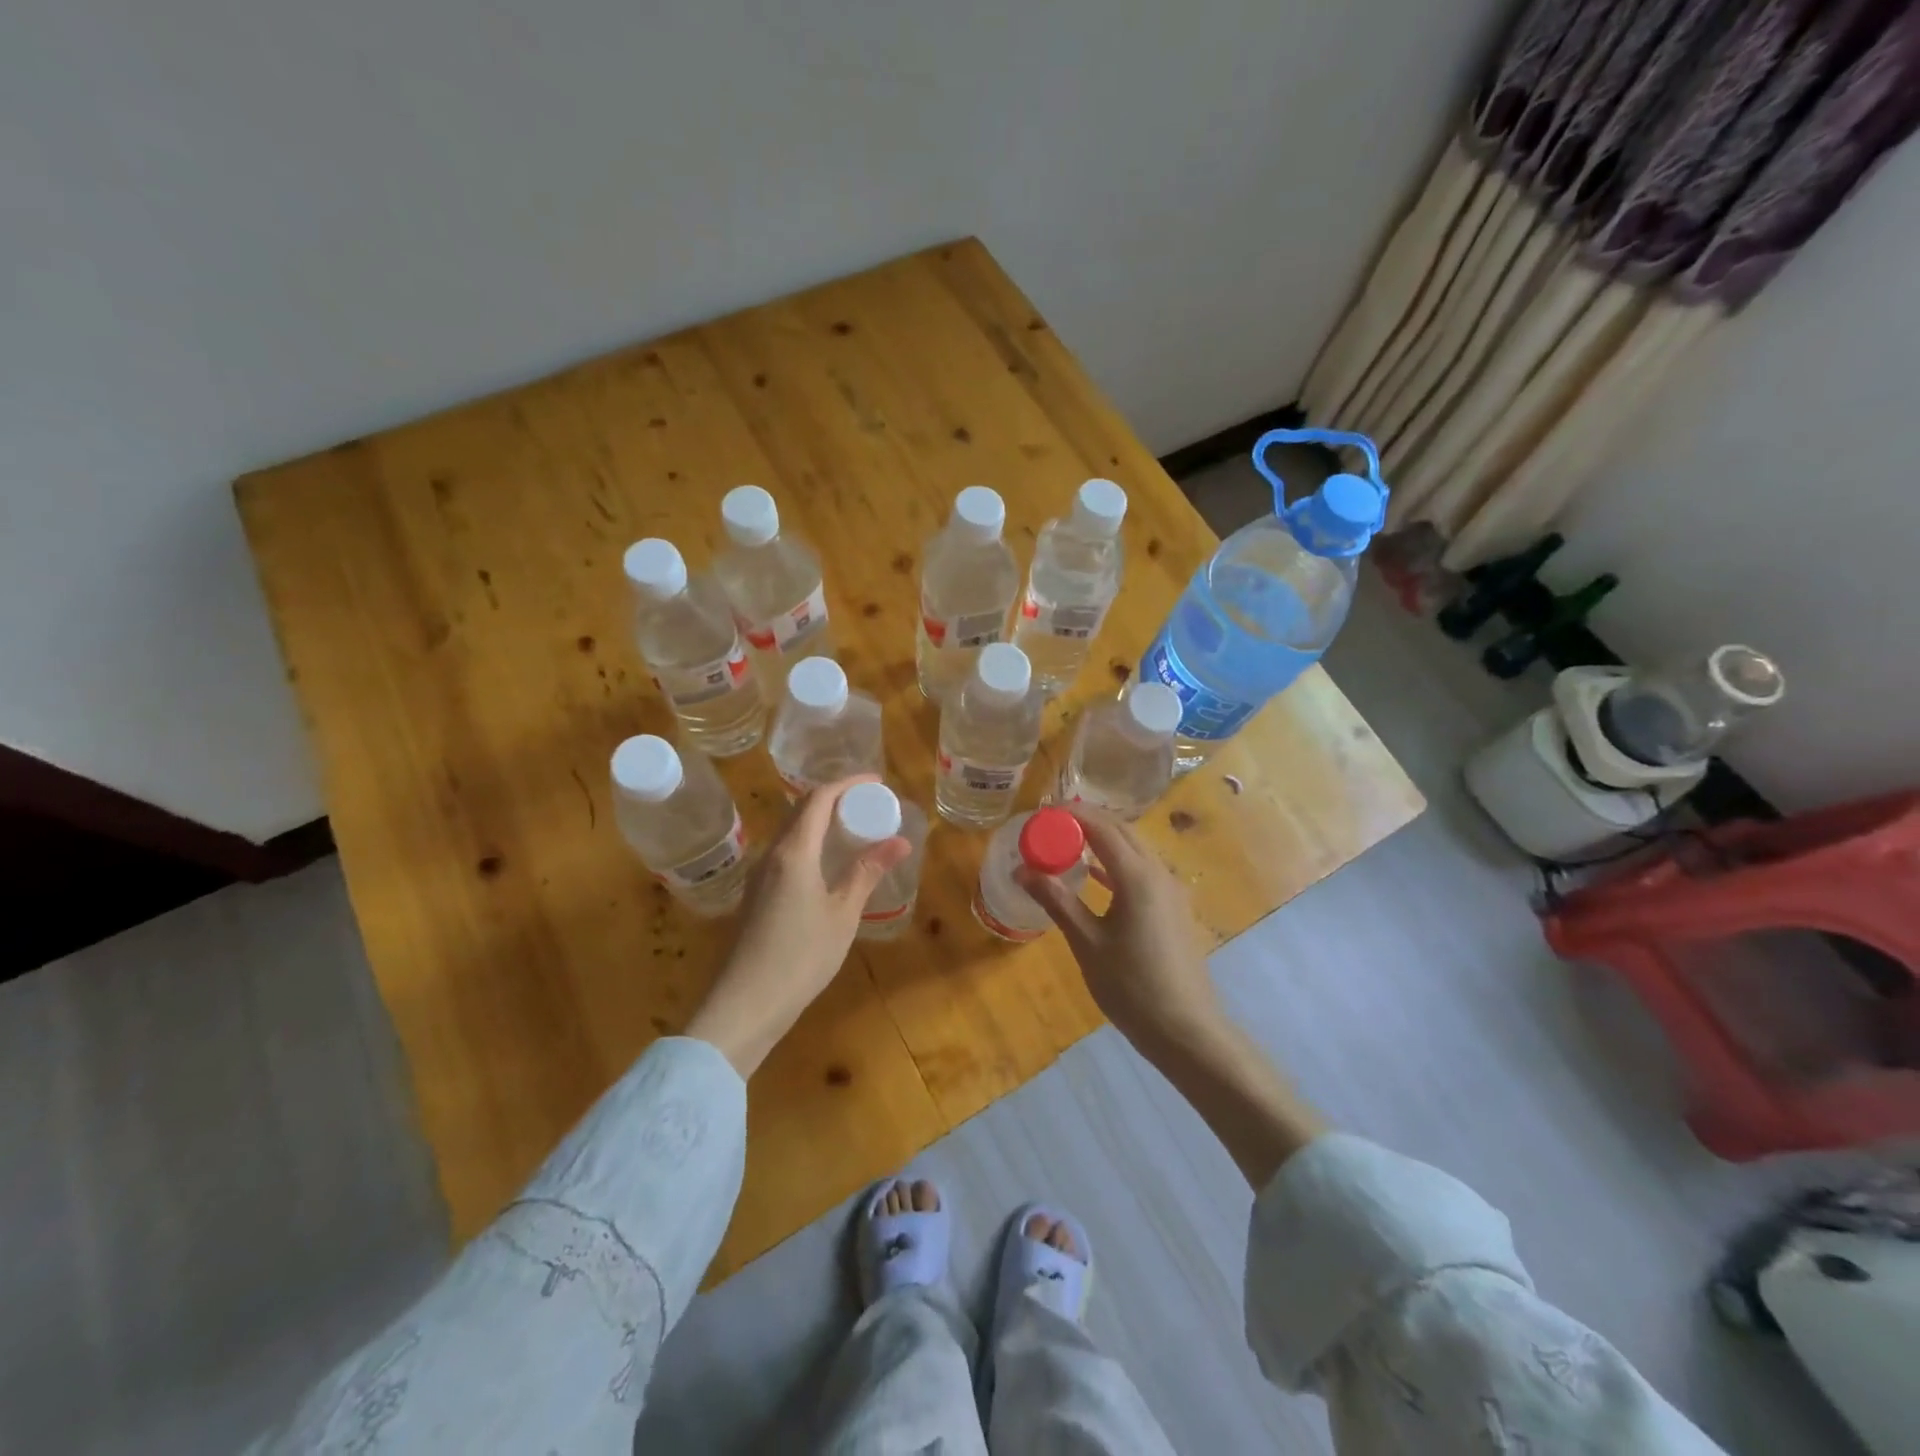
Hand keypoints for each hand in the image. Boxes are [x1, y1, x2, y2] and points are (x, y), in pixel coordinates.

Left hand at [685, 775, 910, 1076]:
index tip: (876, 783)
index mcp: (793, 852)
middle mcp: (771, 854)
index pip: (818, 798)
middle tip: (868, 804)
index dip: (847, 784)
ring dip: (820, 821)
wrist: (744, 1005)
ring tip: (852, 829)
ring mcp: (759, 875)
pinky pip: (785, 853)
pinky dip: (810, 843)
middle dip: (835, 798)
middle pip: (801, 809)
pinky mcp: (755, 895)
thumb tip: (899, 841)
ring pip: (791, 831)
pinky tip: (827, 863)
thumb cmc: (800, 957)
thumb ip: (867, 872)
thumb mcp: (843, 914)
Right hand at [1016, 806, 1222, 1050]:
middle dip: (1088, 822)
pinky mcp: (1173, 908)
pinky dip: (1116, 863)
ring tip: (1067, 842)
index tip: (1043, 810)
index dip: (1073, 814)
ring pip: (1135, 850)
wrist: (1185, 1029)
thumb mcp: (1087, 942)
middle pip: (1122, 832)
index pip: (1103, 827)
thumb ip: (1056, 900)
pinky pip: (1142, 870)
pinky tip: (1094, 875)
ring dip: (1103, 841)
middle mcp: (1158, 873)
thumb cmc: (1132, 986)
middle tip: (1051, 824)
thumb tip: (1022, 870)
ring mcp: (1170, 891)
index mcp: (1138, 876)